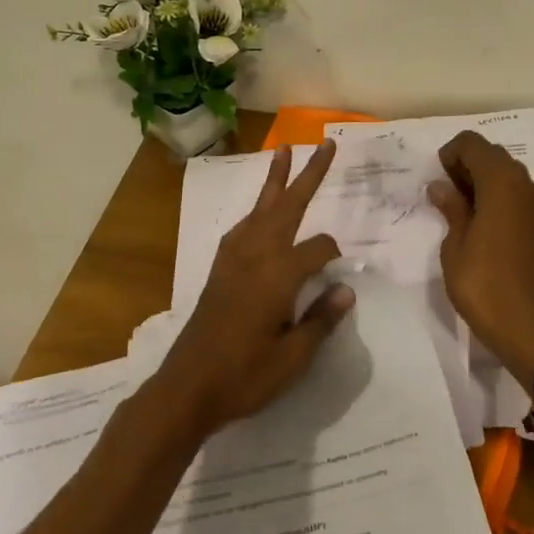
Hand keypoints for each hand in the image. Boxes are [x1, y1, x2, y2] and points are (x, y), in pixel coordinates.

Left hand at [150, 140, 354, 438]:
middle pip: (288, 205)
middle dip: (308, 174)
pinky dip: (255, 212)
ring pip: (261, 208)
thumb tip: (346, 290)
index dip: (335, 257)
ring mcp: (234, 259)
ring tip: (284, 151)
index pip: (319, 248)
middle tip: (324, 144)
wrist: (187, 388)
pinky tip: (259, 216)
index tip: (339, 278)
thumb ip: (321, 320)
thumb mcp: (293, 358)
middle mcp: (256, 255)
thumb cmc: (245, 376)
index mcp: (279, 275)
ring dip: (275, 180)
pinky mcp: (219, 269)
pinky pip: (242, 228)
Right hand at [427, 131, 533, 389]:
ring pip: (506, 173)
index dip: (451, 154)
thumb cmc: (482, 282)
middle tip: (445, 193)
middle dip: (466, 164)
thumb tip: (441, 186)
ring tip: (460, 209)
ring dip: (482, 180)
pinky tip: (481, 223)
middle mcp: (523, 184)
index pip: (473, 144)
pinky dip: (497, 196)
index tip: (438, 180)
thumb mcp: (455, 244)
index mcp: (501, 182)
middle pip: (492, 155)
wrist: (524, 326)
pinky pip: (516, 194)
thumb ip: (451, 208)